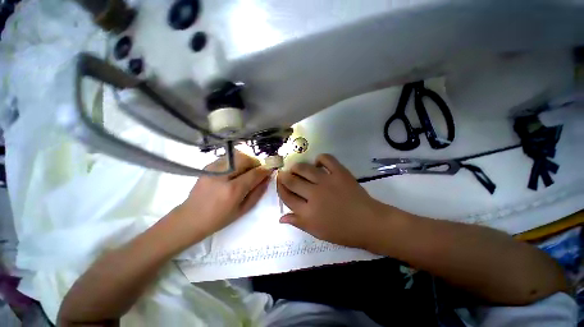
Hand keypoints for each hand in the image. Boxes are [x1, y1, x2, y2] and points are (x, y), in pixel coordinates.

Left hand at [175, 151, 270, 236]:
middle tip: (259, 169)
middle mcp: (223, 176)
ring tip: (248, 169)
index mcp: (233, 190)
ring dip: (247, 160)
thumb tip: (267, 178)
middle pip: (245, 158)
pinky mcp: (208, 166)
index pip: (254, 173)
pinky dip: (237, 160)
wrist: (190, 218)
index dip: (265, 169)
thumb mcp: (243, 209)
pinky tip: (236, 170)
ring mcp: (213, 169)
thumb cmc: (219, 219)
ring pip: (236, 155)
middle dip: (256, 161)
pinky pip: (228, 157)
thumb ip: (258, 192)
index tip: (271, 169)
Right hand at [276, 154, 390, 248]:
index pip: (287, 197)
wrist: (368, 223)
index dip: (280, 189)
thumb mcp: (316, 232)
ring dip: (297, 167)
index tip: (278, 183)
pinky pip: (327, 159)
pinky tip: (317, 163)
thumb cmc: (342, 231)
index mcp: (308, 212)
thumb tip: (281, 217)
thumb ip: (298, 222)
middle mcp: (314, 194)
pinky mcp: (340, 173)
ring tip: (295, 168)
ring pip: (305, 168)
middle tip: (283, 174)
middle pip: (292, 181)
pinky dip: (320, 158)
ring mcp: (327, 181)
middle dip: (284, 176)